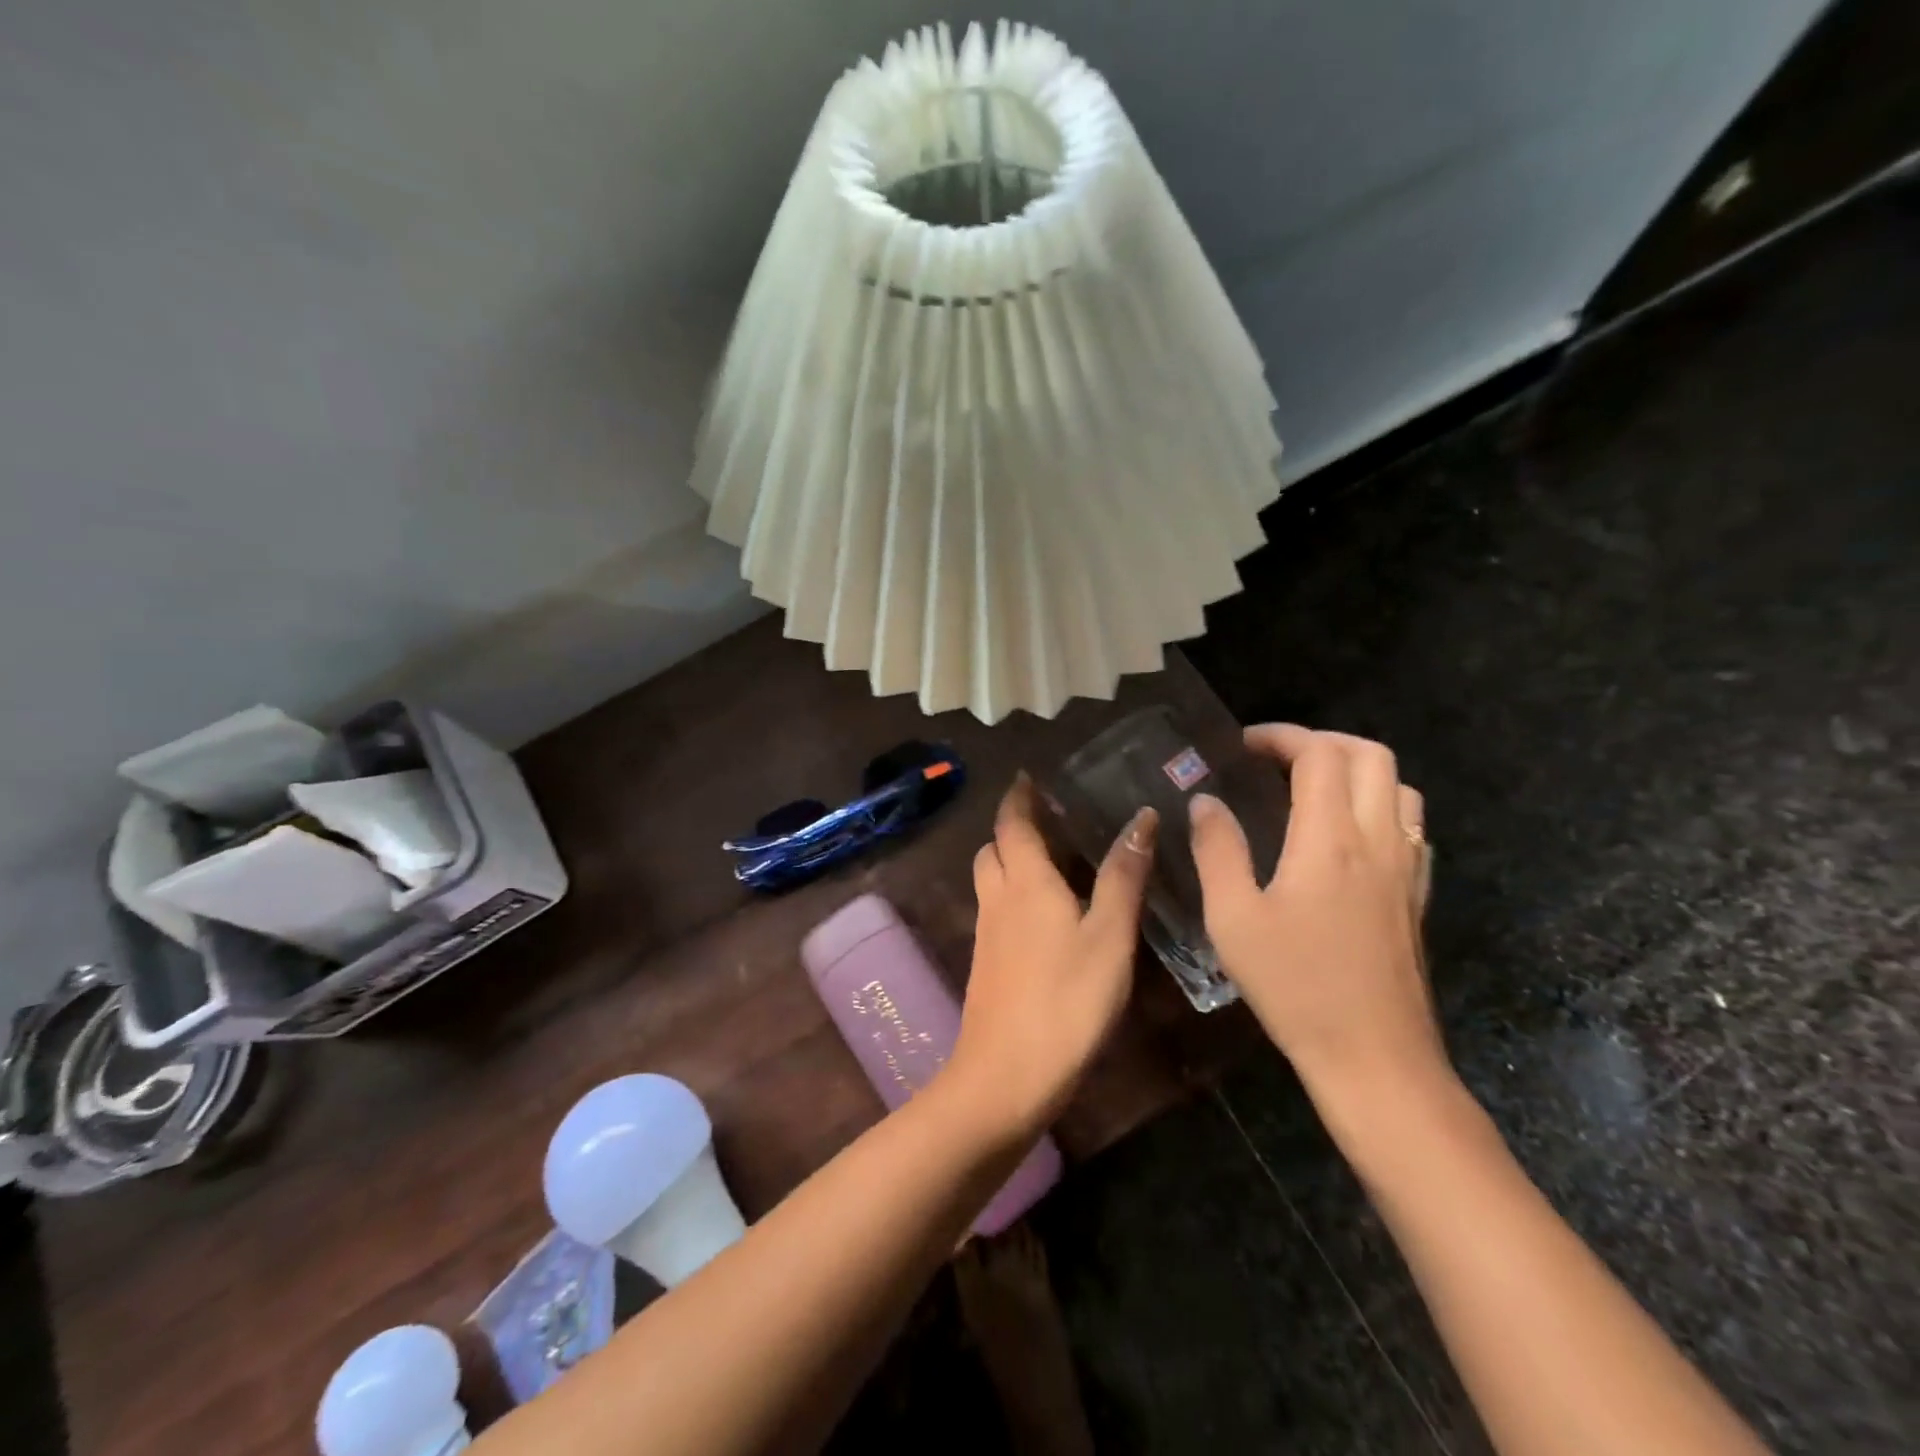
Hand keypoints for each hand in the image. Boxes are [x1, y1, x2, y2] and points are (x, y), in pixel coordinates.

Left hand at [947, 776, 1156, 1137]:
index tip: (1029, 777)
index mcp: (1025, 881)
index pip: (1012, 822)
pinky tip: (1043, 916)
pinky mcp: (986, 964)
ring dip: (1009, 861)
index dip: (1018, 797)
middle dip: (1012, 828)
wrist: (1006, 1074)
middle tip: (1047, 820)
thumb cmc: (1067, 999)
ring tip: (1049, 862)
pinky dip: (1012, 895)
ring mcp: (986, 933)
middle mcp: (997, 898)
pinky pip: (995, 911)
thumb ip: (1123, 876)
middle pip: (993, 848)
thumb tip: (1141, 818)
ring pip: (990, 880)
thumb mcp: (1109, 935)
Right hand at [1190, 724, 1445, 1121]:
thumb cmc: (1294, 986)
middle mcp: (1378, 840)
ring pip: (1399, 786)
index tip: (1242, 746)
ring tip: (1309, 788)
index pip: (1319, 754)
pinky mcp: (1416, 896)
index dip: (1280, 736)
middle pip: (1370, 755)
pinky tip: (1346, 835)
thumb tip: (1205, 802)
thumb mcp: (1233, 918)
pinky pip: (1410, 825)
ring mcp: (1406, 868)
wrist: (1374, 1058)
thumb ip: (1217, 850)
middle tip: (1276, 759)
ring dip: (1355, 769)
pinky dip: (1378, 805)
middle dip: (1321, 741)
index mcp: (1330, 840)